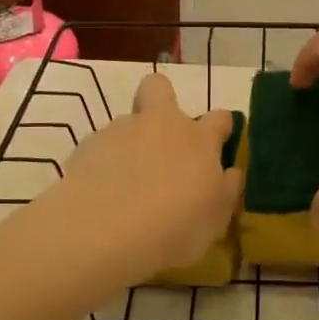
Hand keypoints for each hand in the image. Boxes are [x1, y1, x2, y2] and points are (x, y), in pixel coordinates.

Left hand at [42, 73, 242, 281]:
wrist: (104, 231)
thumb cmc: (174, 227)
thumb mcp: (215, 219)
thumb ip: (225, 191)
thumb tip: (231, 173)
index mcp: (198, 139)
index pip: (219, 118)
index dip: (221, 128)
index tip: (219, 144)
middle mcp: (161, 123)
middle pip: (160, 88)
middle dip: (161, 100)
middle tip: (161, 138)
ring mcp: (121, 130)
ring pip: (128, 124)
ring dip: (131, 145)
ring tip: (125, 186)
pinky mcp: (88, 145)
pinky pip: (101, 148)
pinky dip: (104, 165)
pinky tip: (102, 195)